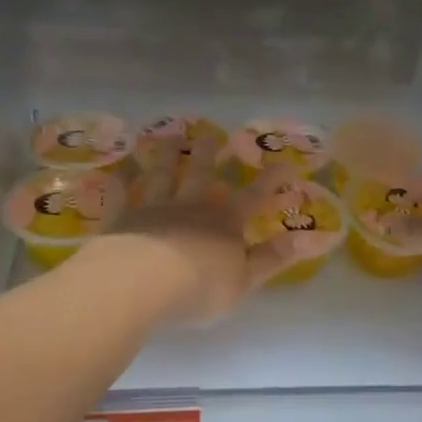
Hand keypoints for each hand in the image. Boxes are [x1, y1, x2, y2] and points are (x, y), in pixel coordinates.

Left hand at [77, 140, 299, 325]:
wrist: (142, 283)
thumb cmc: (200, 287)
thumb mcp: (245, 279)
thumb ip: (271, 258)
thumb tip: (304, 239)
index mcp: (225, 221)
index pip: (254, 196)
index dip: (270, 180)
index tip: (284, 163)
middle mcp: (190, 206)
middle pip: (201, 174)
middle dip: (208, 154)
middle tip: (210, 134)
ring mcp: (153, 208)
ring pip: (161, 175)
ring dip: (166, 156)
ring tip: (169, 138)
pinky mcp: (122, 219)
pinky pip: (120, 196)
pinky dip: (120, 182)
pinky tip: (117, 170)